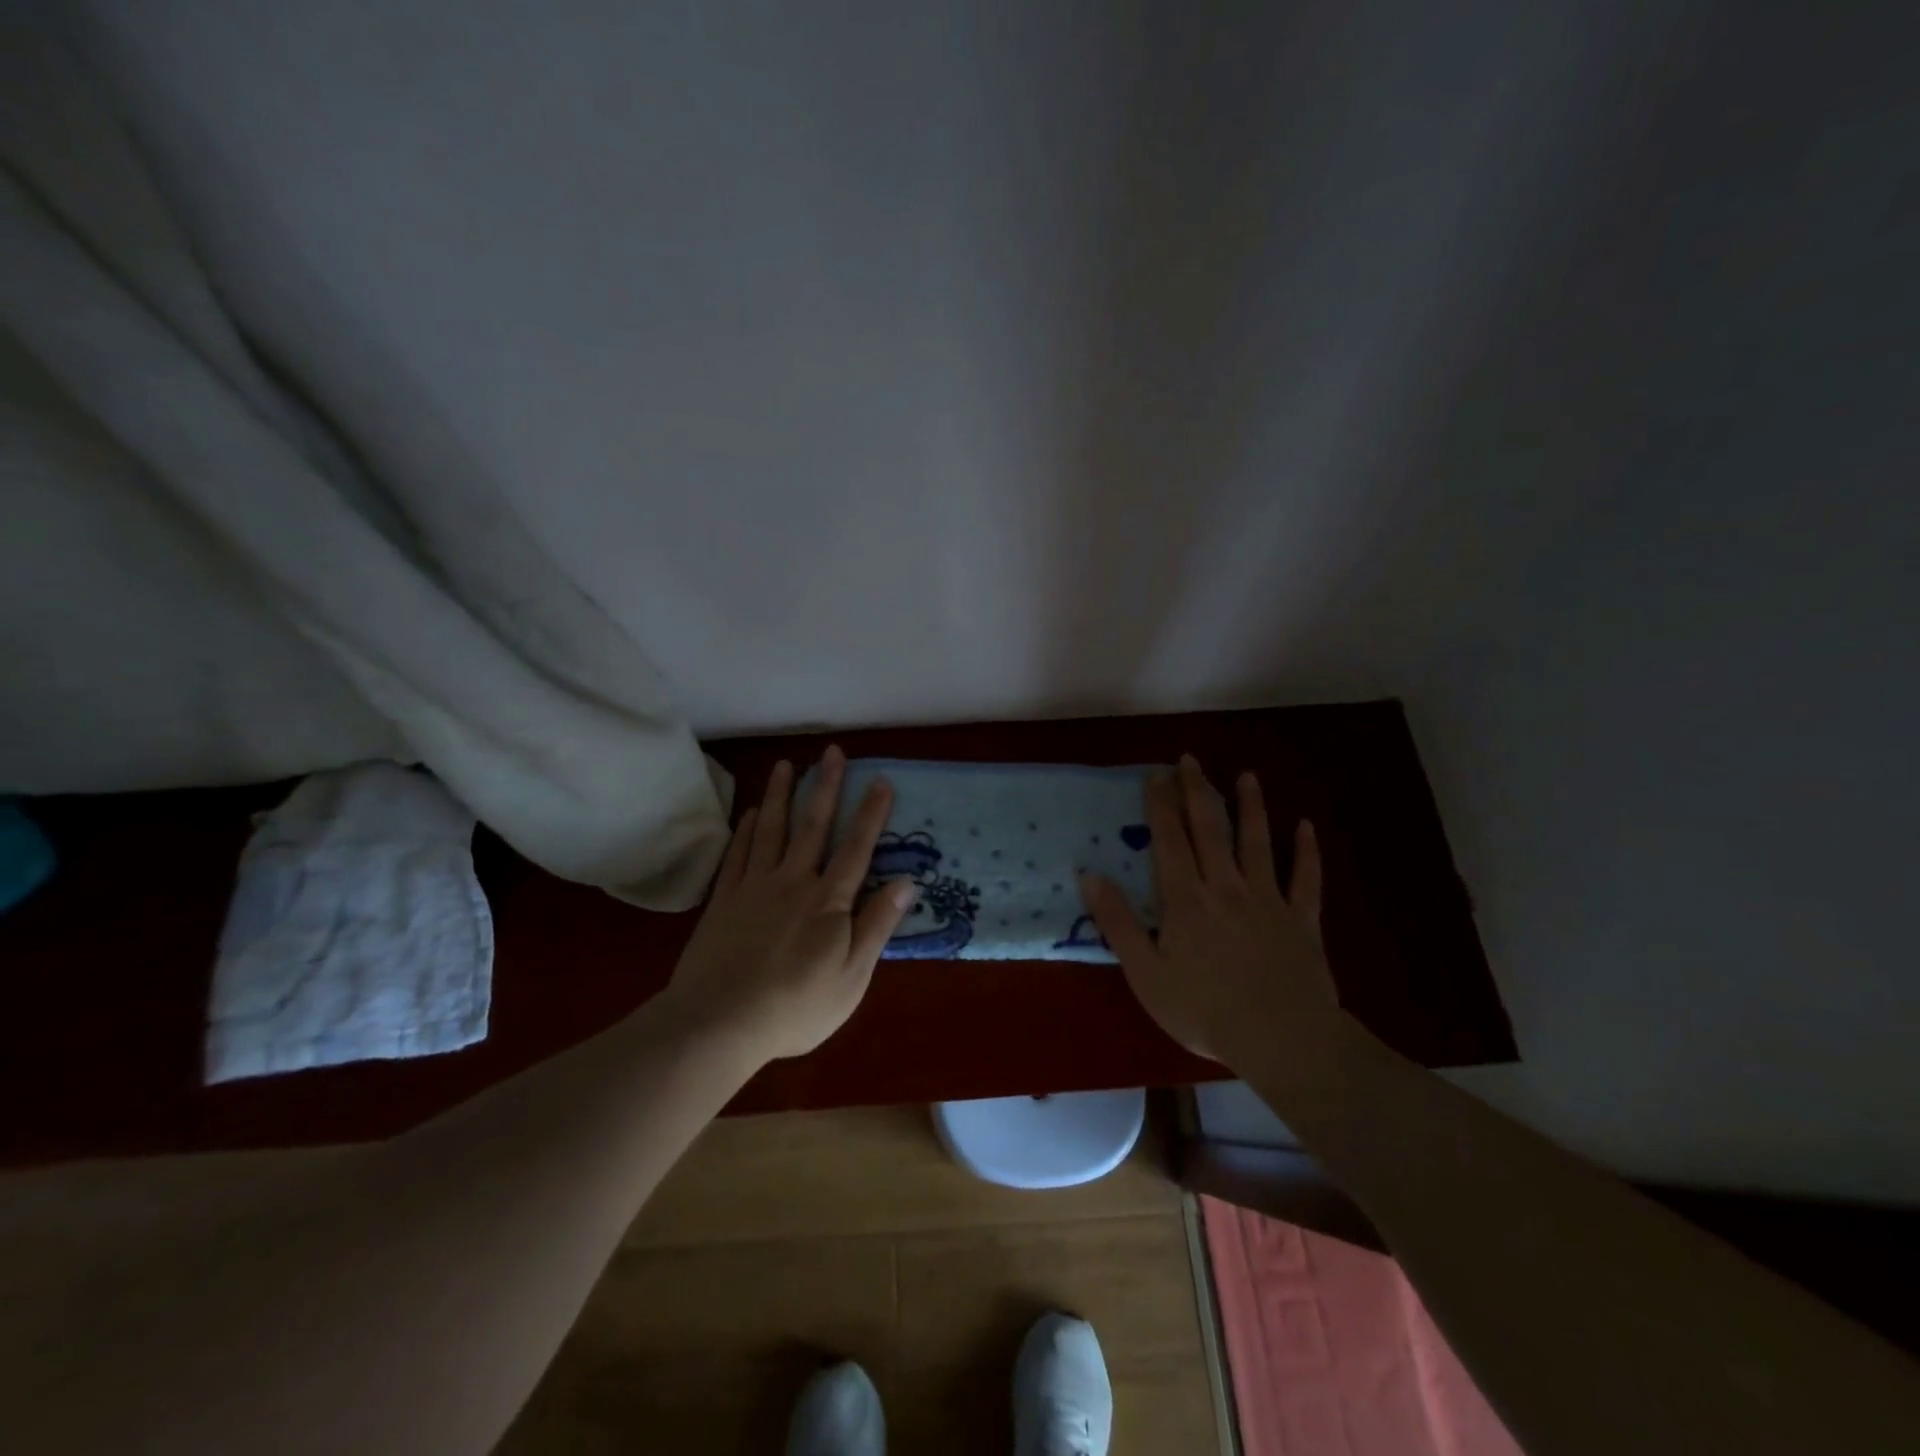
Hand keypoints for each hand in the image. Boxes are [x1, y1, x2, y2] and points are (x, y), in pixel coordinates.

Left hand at [660, 746, 914, 1064]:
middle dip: (825, 786)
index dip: (870, 814)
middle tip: (831, 751)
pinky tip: (750, 812)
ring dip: (780, 795)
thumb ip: (877, 925)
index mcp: (828, 902)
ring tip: (786, 764)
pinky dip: (745, 830)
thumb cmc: (796, 1006)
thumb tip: (907, 882)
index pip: (856, 849)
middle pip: (812, 826)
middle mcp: (793, 882)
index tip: (881, 780)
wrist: (719, 1023)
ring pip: (770, 830)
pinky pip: (737, 854)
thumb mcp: (852, 977)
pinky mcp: (724, 900)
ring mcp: (754, 887)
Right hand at [1079, 755, 1337, 1075]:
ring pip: (1259, 842)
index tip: (1156, 774)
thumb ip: (1118, 923)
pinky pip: (1306, 879)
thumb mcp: (1145, 972)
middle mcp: (1226, 887)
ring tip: (1247, 776)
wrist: (1282, 1039)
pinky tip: (1306, 827)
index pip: (1170, 840)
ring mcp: (1268, 900)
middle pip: (1211, 829)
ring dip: (1252, 807)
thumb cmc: (1204, 1010)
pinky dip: (1307, 852)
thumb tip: (1089, 876)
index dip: (1161, 805)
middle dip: (1198, 791)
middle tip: (1192, 759)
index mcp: (1186, 899)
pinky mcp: (1302, 920)